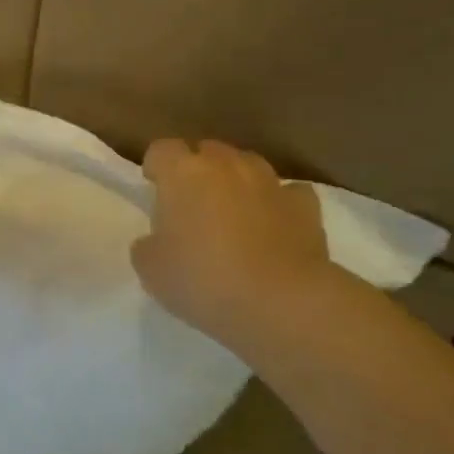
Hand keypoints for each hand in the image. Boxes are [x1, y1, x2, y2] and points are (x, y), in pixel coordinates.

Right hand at [130, 138, 329, 343]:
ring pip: (247, 164)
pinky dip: (278, 203)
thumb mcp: (151, 270)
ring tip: (234, 212)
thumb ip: (147, 245)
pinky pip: (287, 193)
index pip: (161, 149)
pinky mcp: (305, 206)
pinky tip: (275, 225)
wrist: (282, 303)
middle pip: (206, 150)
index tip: (154, 188)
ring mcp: (269, 182)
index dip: (156, 166)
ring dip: (237, 181)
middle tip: (192, 204)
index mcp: (182, 172)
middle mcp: (225, 165)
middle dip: (197, 169)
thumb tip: (157, 240)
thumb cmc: (203, 280)